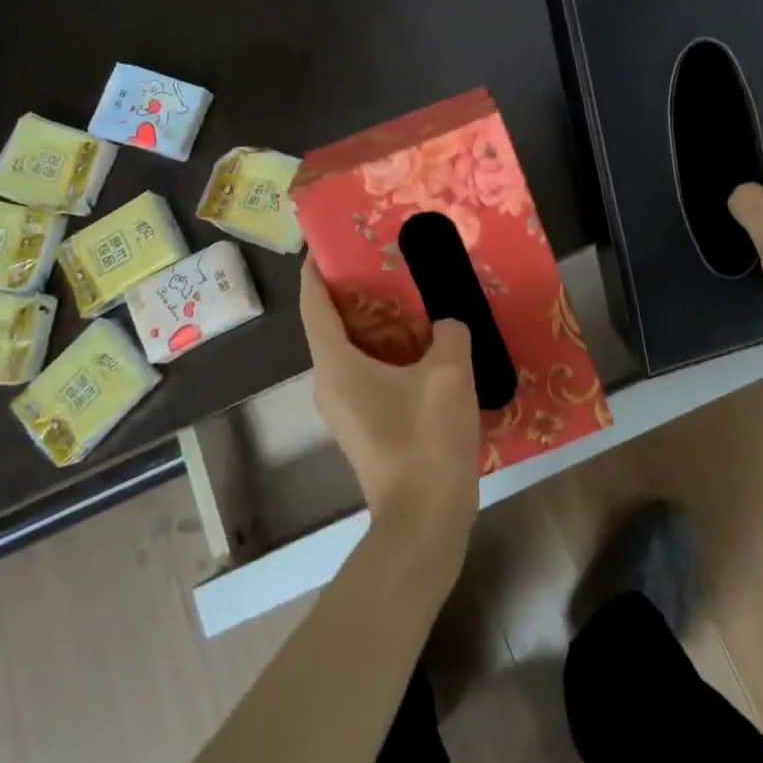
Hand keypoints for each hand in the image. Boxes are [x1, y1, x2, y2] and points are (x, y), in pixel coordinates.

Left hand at [300, 261, 480, 558]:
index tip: (327, 241)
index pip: (312, 304)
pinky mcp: (365, 427)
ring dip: (375, 323)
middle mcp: (329, 384)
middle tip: (385, 260)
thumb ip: (448, 331)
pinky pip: (367, 374)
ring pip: (352, 351)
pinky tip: (423, 345)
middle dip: (353, 291)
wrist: (425, 520)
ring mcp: (345, 410)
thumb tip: (445, 326)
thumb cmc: (426, 438)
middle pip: (331, 325)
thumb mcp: (449, 371)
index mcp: (335, 364)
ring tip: (409, 295)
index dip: (314, 270)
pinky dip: (386, 351)